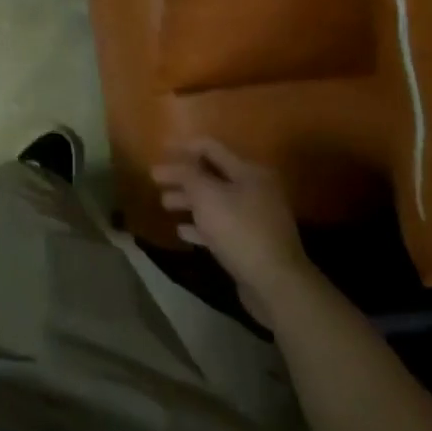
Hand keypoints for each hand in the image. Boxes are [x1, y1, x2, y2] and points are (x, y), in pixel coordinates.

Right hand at [154, 140, 316, 325]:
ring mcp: (254, 218)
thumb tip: (173, 162)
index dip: (183, 147)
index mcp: (248, 172)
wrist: (275, 283)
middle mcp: (254, 190)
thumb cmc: (239, 230)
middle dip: (182, 177)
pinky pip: (220, 227)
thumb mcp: (207, 196)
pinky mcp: (251, 243)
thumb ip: (187, 174)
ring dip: (188, 201)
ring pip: (214, 202)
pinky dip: (201, 226)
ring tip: (164, 204)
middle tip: (156, 180)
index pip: (210, 148)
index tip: (159, 150)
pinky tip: (182, 231)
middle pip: (211, 176)